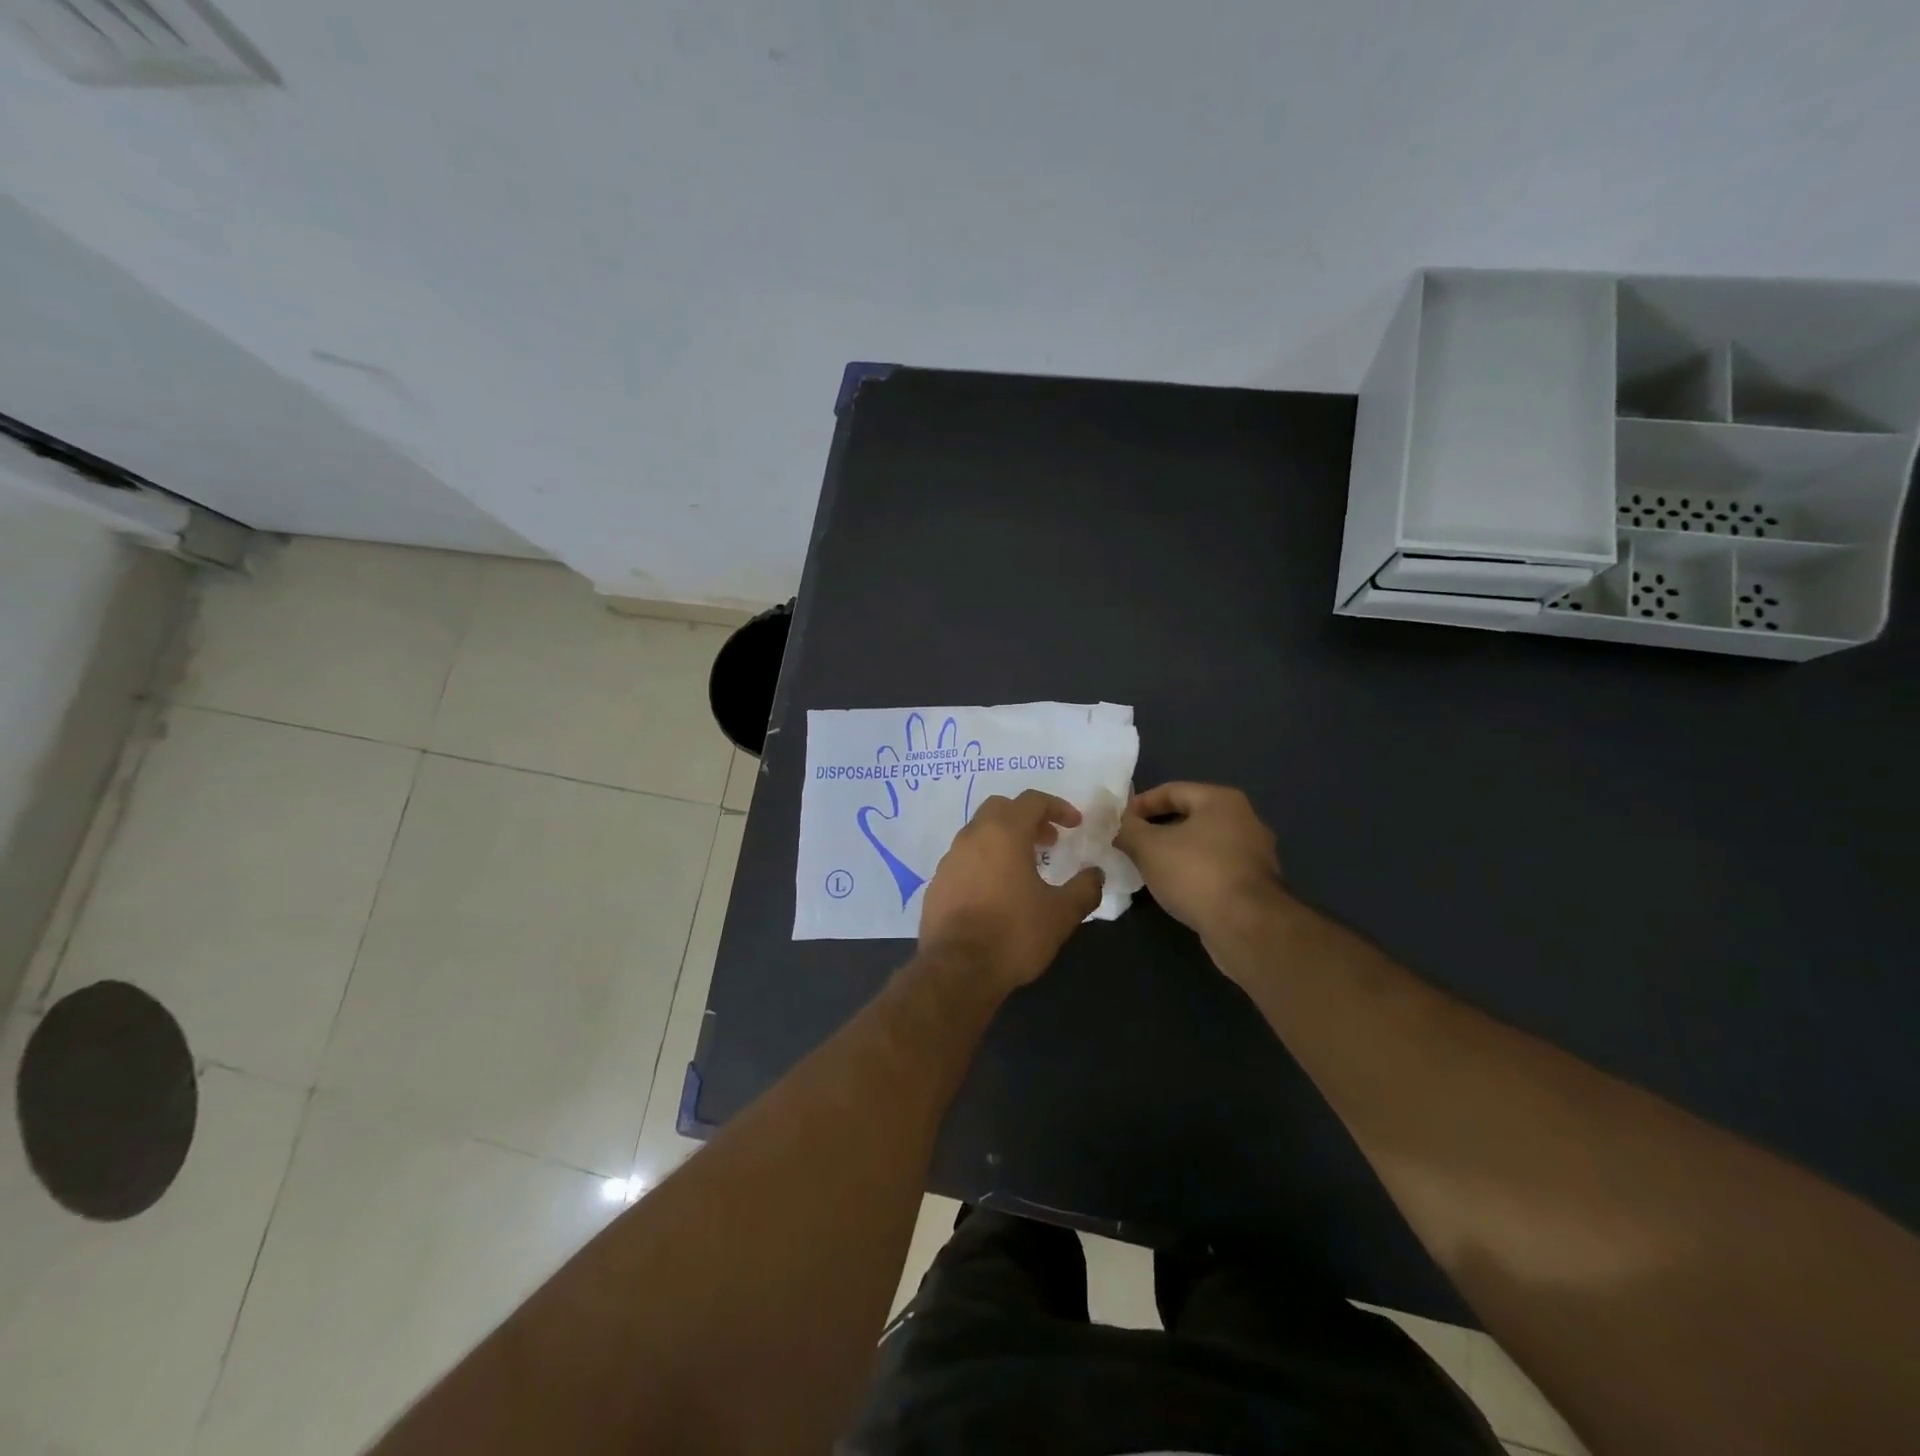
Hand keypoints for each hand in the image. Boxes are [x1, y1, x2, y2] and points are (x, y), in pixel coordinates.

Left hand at [919, 790, 1104, 990]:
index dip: (1057, 807)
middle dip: (1027, 818)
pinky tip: (996, 892)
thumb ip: (1084, 888)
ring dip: (1003, 840)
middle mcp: (972, 836)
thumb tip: (1096, 874)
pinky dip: (984, 862)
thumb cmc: (1014, 934)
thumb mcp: (1061, 914)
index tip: (1074, 825)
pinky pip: (964, 859)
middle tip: (1048, 841)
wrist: (956, 969)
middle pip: (1000, 809)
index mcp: (1004, 833)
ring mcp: (949, 859)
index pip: (1032, 800)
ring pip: (979, 833)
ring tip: (1024, 868)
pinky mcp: (937, 883)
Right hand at [1114, 783, 1286, 942]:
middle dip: (1156, 829)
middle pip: (1189, 816)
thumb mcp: (1148, 847)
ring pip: (1202, 845)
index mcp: (1221, 800)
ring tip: (1147, 868)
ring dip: (1174, 853)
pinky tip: (1174, 889)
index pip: (1171, 790)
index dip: (1140, 804)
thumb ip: (1128, 829)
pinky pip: (1215, 869)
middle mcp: (1244, 820)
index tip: (1118, 822)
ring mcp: (1255, 854)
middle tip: (1129, 844)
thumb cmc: (1196, 873)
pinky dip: (1193, 873)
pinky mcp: (1256, 885)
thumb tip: (1116, 824)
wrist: (1247, 927)